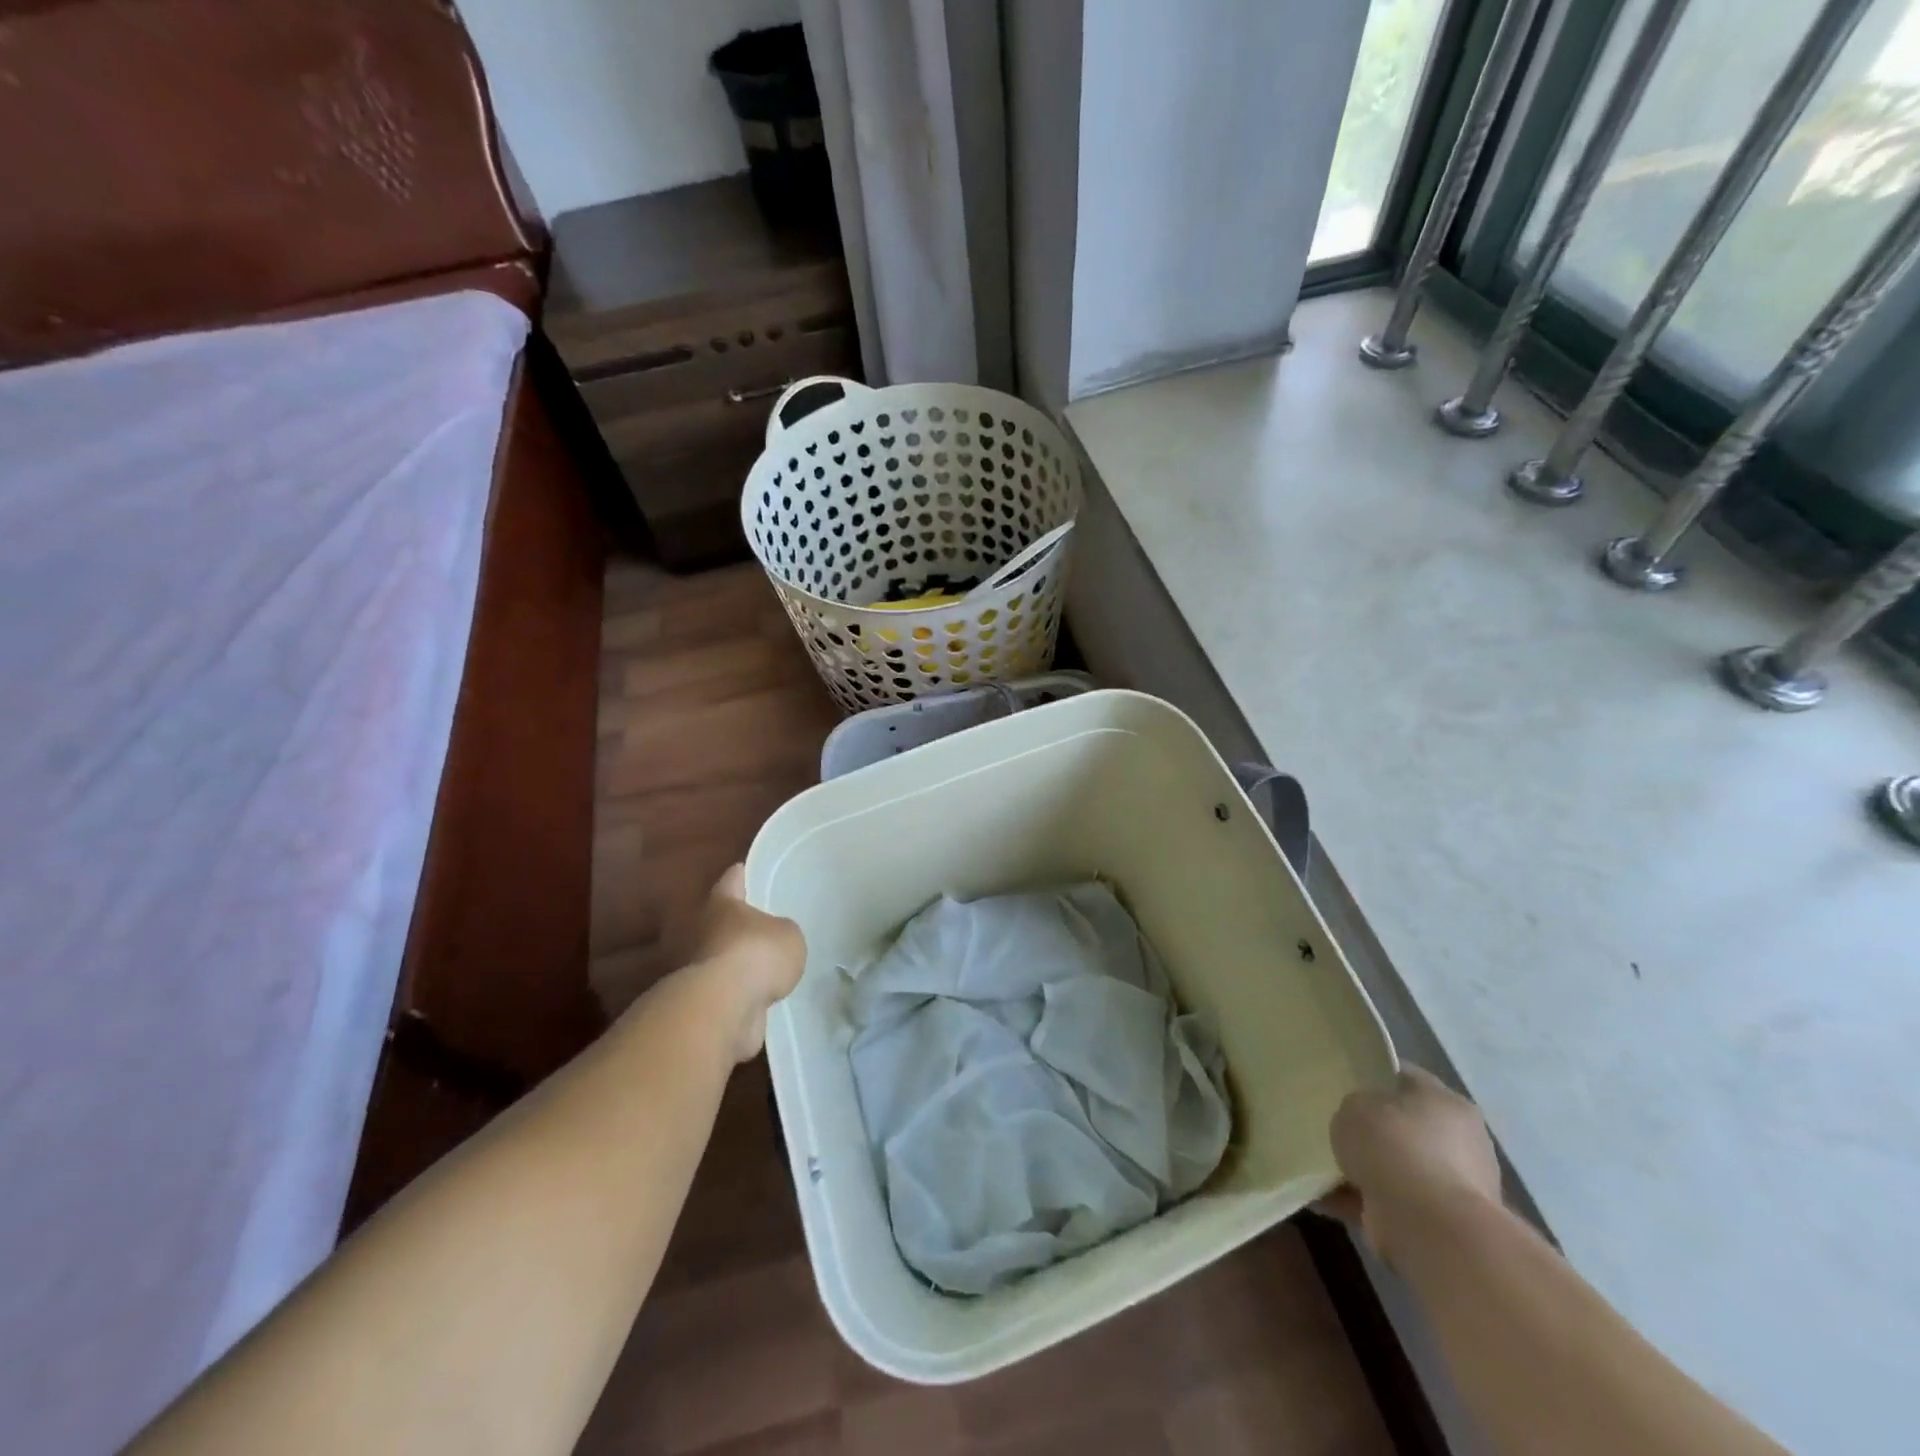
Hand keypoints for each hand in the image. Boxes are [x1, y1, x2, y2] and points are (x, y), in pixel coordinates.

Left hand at [687, 865, 805, 1062]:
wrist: (724, 1007)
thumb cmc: (757, 953)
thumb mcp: (788, 935)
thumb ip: (782, 933)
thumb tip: (774, 942)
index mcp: (721, 904)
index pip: (731, 881)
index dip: (739, 875)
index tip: (741, 868)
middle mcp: (700, 931)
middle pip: (717, 921)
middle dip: (733, 924)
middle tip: (757, 926)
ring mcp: (695, 969)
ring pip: (718, 958)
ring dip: (733, 963)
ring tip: (760, 968)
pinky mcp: (699, 1003)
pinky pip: (723, 992)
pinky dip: (735, 994)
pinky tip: (756, 998)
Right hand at [1322, 1067, 1502, 1266]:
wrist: (1430, 1227)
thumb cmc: (1395, 1148)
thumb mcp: (1356, 1106)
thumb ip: (1355, 1106)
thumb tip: (1359, 1121)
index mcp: (1446, 1103)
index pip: (1405, 1077)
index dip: (1372, 1075)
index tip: (1342, 1081)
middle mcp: (1459, 1142)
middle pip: (1403, 1126)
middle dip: (1370, 1130)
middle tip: (1334, 1126)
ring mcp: (1452, 1187)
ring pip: (1395, 1168)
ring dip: (1364, 1170)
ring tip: (1322, 1166)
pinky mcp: (1438, 1224)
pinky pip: (1388, 1203)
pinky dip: (1358, 1201)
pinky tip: (1323, 1197)